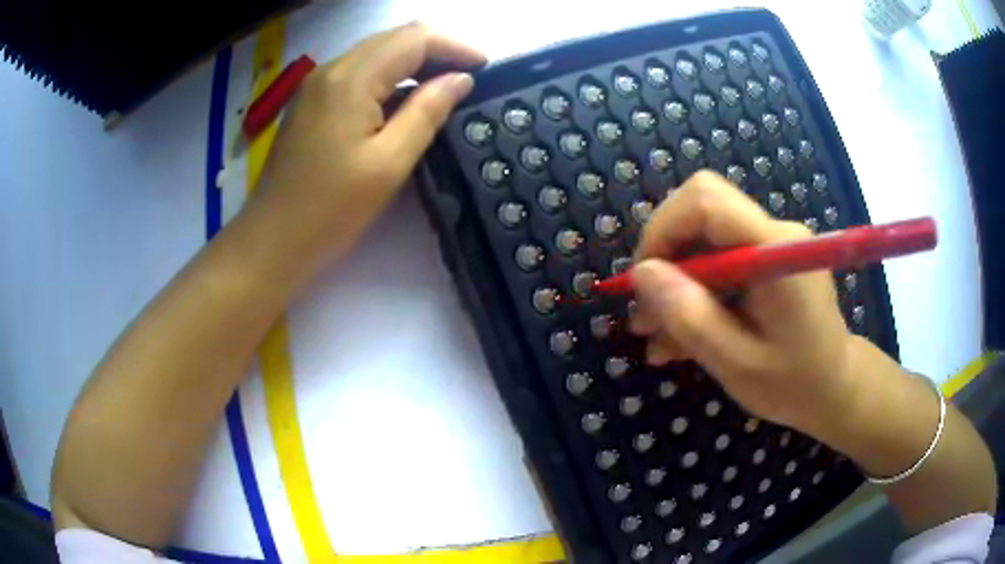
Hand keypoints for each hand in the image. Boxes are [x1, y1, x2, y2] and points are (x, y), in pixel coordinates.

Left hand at [241, 23, 484, 283]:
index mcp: (351, 79)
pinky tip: (403, 99)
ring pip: (375, 53)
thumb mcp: (389, 162)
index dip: (454, 45)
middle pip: (393, 38)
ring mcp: (316, 84)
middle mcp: (331, 69)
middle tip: (468, 77)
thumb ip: (428, 112)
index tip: (484, 67)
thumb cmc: (331, 209)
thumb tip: (460, 79)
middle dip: (436, 50)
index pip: (413, 38)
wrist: (273, 240)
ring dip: (412, 62)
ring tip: (443, 87)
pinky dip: (388, 77)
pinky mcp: (310, 100)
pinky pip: (358, 72)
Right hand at [629, 171, 857, 438]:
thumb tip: (641, 274)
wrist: (835, 388)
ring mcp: (772, 243)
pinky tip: (682, 335)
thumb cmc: (794, 383)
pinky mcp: (768, 259)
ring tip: (657, 339)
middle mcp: (774, 232)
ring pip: (705, 240)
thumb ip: (691, 317)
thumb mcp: (737, 363)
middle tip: (645, 317)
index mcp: (776, 249)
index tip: (642, 283)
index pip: (706, 200)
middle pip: (701, 214)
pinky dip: (696, 293)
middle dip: (665, 259)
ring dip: (676, 283)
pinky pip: (719, 261)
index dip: (662, 229)